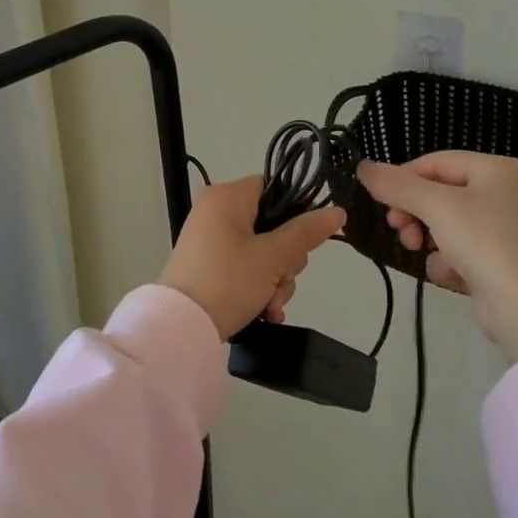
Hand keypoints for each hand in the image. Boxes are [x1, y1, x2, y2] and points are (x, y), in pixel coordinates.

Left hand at [158, 176, 345, 339]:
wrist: (180, 328)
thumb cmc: (227, 281)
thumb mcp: (273, 257)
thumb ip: (306, 233)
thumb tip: (337, 211)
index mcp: (226, 197)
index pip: (272, 188)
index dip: (293, 213)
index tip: (302, 241)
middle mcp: (215, 213)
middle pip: (271, 225)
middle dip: (285, 261)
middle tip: (282, 280)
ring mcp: (210, 242)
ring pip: (262, 252)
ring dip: (275, 281)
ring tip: (271, 306)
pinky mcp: (208, 267)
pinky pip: (244, 269)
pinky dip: (257, 289)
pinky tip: (265, 313)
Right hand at [356, 151, 517, 362]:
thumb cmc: (486, 244)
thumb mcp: (436, 207)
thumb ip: (397, 185)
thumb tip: (363, 167)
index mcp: (498, 169)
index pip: (435, 162)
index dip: (403, 179)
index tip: (381, 202)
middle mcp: (504, 192)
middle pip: (439, 192)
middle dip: (414, 212)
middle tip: (399, 230)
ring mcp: (503, 227)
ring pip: (444, 222)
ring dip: (427, 238)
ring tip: (420, 252)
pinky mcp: (498, 259)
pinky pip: (459, 249)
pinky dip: (448, 261)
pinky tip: (454, 276)